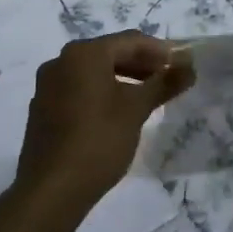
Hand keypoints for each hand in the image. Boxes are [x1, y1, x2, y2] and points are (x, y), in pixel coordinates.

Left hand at [14, 31, 194, 217]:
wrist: (51, 191)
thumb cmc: (99, 141)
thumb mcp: (136, 109)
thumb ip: (164, 83)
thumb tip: (189, 66)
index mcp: (83, 54)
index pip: (130, 40)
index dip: (160, 51)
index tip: (181, 65)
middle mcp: (61, 61)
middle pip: (110, 53)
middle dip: (141, 64)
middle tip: (167, 80)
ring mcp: (48, 86)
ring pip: (93, 72)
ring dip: (122, 79)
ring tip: (147, 97)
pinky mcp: (42, 109)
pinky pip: (78, 90)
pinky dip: (101, 93)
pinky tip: (118, 113)